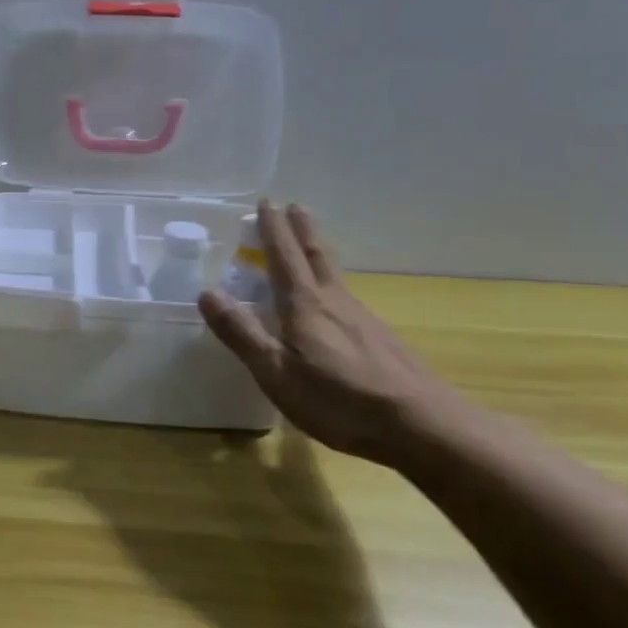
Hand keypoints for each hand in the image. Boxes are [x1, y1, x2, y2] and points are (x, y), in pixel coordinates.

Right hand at [199, 202, 471, 466]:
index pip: (284, 256)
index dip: (272, 229)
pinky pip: (348, 298)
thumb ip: (241, 332)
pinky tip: (335, 303)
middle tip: (295, 206)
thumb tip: (207, 292)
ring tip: (309, 245)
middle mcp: (335, 302)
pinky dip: (332, 284)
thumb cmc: (338, 399)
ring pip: (335, 275)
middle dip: (302, 229)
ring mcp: (363, 320)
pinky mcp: (381, 340)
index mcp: (305, 305)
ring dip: (319, 252)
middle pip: (317, 255)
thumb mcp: (275, 372)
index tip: (266, 202)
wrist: (421, 425)